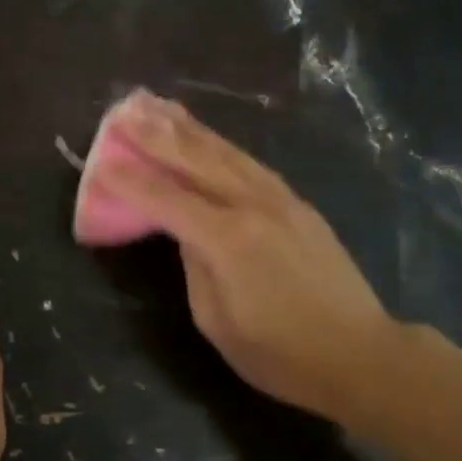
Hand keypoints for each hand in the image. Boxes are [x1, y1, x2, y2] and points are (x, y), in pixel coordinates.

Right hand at [85, 92, 402, 424]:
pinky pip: (248, 163)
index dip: (130, 179)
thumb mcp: (217, 321)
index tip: (101, 159)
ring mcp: (279, 199)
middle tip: (124, 110)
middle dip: (155, 134)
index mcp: (226, 239)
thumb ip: (195, 266)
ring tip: (158, 106)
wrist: (360, 354)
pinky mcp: (297, 203)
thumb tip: (187, 233)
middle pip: (195, 159)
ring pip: (224, 152)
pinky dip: (220, 144)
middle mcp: (252, 206)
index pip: (165, 198)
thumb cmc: (280, 353)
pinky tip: (206, 135)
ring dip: (187, 127)